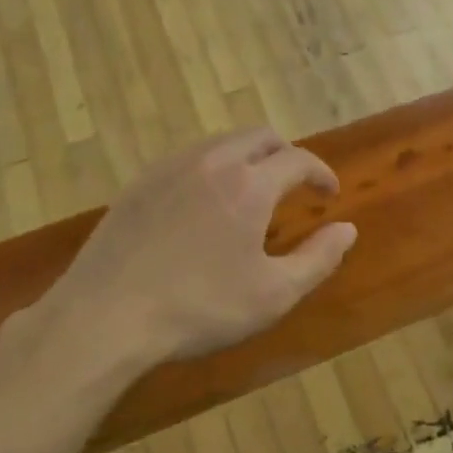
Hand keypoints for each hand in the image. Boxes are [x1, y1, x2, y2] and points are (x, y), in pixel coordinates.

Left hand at [37, 127, 357, 370]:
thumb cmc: (199, 308)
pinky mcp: (140, 183)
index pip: (298, 159)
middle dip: (286, 154)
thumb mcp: (273, 295)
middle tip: (295, 184)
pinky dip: (212, 168)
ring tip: (253, 191)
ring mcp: (170, 168)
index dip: (320, 172)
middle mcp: (212, 161)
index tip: (329, 193)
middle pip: (260, 137)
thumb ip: (318, 259)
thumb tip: (348, 230)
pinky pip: (188, 159)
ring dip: (248, 157)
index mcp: (249, 184)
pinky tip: (205, 202)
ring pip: (222, 143)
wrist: (104, 315)